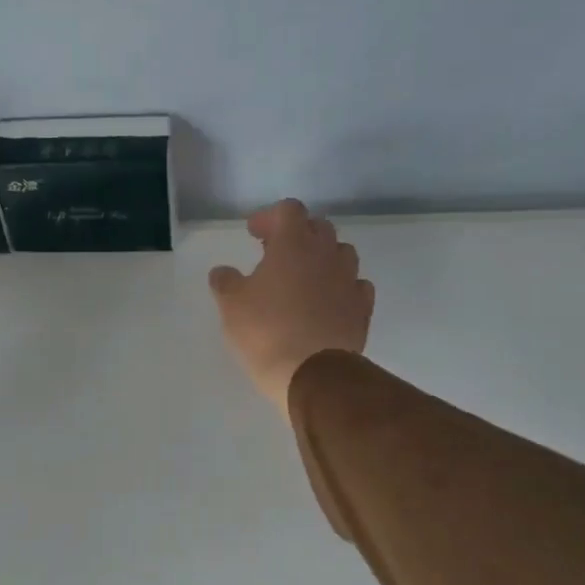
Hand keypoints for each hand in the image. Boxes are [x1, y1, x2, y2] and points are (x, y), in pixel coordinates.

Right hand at [208, 199, 373, 415]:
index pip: (289, 210)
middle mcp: (326, 254)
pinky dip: (342, 287)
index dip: (270, 217)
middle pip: (319, 227)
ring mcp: (349, 281)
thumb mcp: (231, 305)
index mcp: (293, 244)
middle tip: (276, 253)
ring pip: (342, 254)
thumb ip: (225, 282)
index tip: (254, 234)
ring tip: (305, 277)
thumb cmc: (266, 331)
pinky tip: (328, 302)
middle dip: (298, 234)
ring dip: (323, 258)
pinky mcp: (362, 309)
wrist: (312, 374)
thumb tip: (222, 272)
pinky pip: (356, 286)